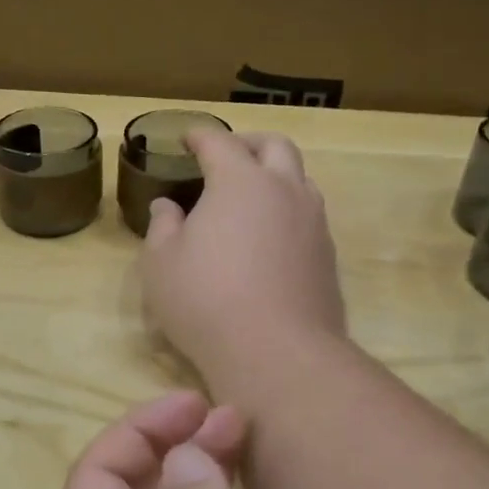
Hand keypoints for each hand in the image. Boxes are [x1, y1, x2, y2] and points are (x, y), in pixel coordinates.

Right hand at [141, 132, 346, 385]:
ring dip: (275, 175)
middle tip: (227, 156)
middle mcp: (284, 190)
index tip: (187, 137)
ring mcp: (313, 222)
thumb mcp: (161, 263)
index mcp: (239, 182)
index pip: (219, 143)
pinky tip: (270, 236)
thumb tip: (168, 207)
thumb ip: (162, 226)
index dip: (200, 136)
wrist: (276, 352)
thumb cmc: (205, 300)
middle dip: (248, 143)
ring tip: (252, 195)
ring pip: (300, 179)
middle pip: (274, 146)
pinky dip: (287, 210)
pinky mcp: (328, 255)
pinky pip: (309, 215)